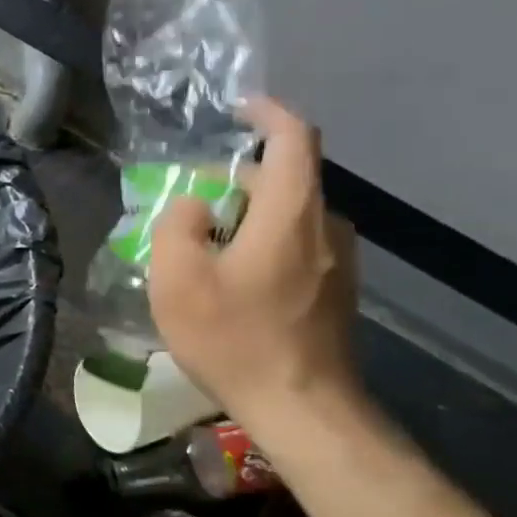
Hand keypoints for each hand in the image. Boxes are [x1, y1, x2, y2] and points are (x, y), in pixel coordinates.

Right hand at [147, 96, 362, 423]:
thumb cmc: (236, 338)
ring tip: (205, 248)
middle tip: (191, 203)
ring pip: (290, 216)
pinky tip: (234, 281)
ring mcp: (338, 261)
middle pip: (286, 179)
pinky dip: (264, 244)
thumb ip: (178, 226)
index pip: (294, 137)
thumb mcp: (179, 280)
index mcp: (290, 212)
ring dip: (248, 216)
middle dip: (237, 179)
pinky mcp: (337, 291)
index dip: (267, 113)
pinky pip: (298, 245)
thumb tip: (194, 205)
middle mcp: (325, 226)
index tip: (238, 108)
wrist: (303, 409)